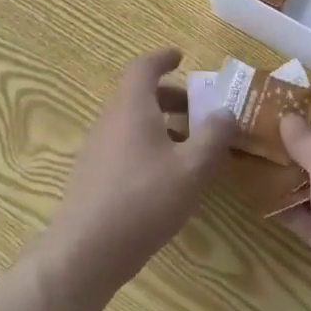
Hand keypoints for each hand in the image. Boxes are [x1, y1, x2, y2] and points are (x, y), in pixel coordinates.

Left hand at [42, 49, 234, 300]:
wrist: (84, 253)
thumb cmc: (143, 200)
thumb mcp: (192, 169)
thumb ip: (214, 137)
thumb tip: (226, 112)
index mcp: (131, 107)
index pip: (143, 67)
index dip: (162, 58)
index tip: (180, 57)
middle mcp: (109, 120)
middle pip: (138, 95)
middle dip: (169, 97)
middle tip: (196, 109)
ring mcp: (96, 148)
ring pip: (130, 122)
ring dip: (159, 124)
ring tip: (188, 146)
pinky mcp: (90, 176)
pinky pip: (122, 145)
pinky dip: (145, 145)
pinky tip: (164, 177)